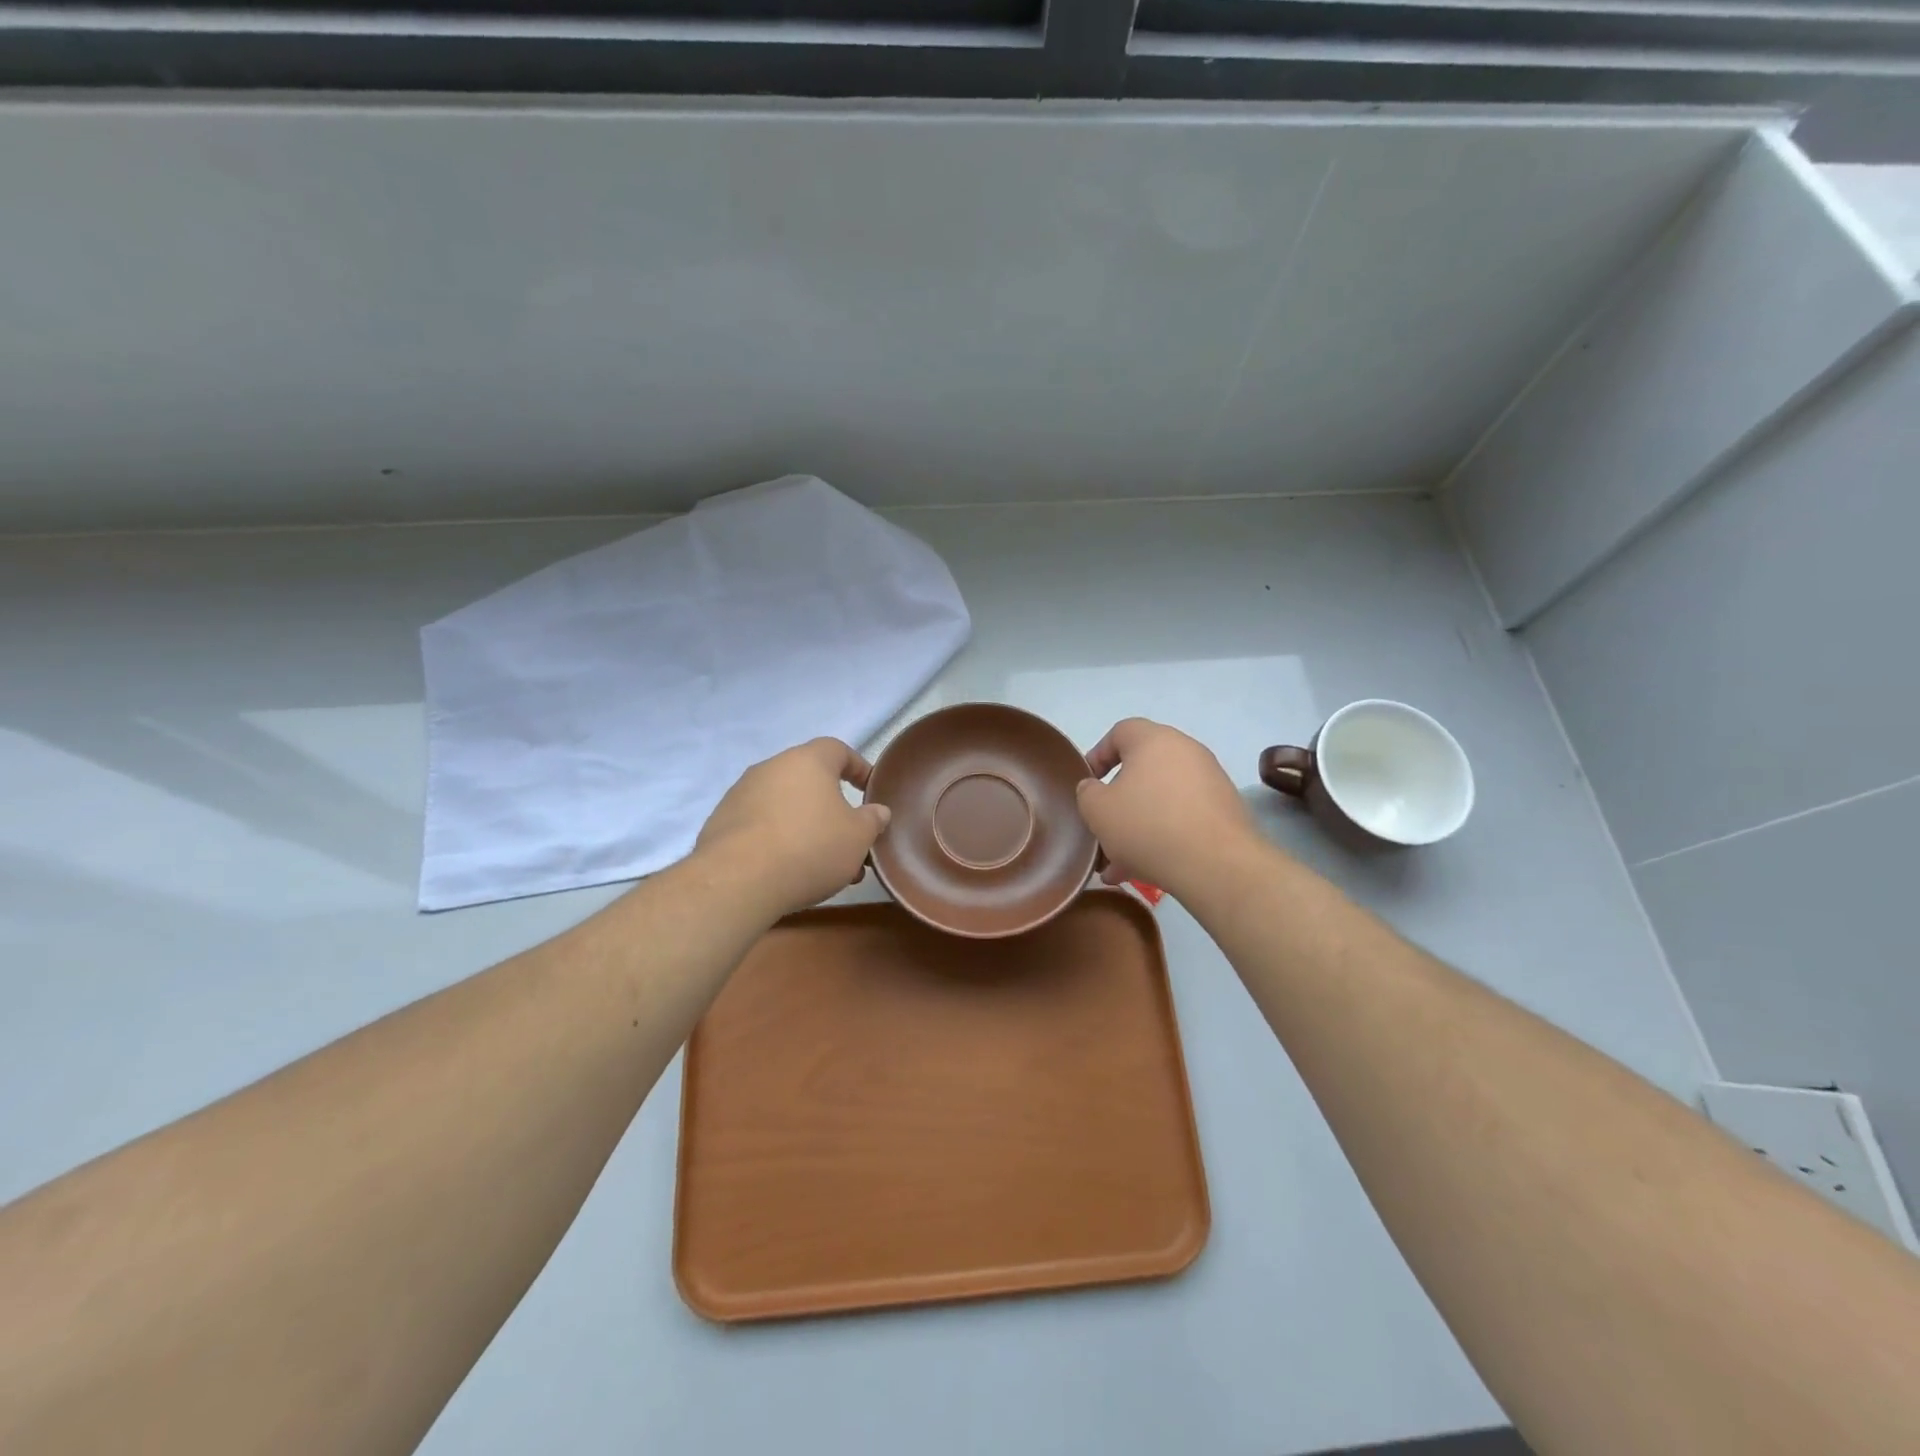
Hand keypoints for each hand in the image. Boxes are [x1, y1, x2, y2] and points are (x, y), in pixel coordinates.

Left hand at [694, 737, 891, 919]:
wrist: (737, 881)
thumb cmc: (810, 847)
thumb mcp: (858, 837)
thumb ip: (872, 820)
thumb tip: (878, 811)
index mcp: (807, 761)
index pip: (838, 750)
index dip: (858, 768)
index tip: (870, 790)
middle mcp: (771, 767)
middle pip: (809, 780)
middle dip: (832, 807)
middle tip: (849, 837)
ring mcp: (741, 794)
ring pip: (785, 805)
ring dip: (806, 827)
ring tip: (822, 864)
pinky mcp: (721, 822)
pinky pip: (760, 825)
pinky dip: (778, 839)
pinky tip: (788, 870)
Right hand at [1075, 718, 1260, 901]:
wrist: (1216, 865)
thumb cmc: (1147, 826)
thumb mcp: (1098, 810)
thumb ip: (1088, 793)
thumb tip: (1095, 788)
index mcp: (1154, 740)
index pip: (1120, 732)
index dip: (1098, 755)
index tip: (1088, 784)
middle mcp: (1186, 751)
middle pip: (1142, 770)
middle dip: (1118, 801)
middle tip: (1103, 827)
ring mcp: (1210, 781)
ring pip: (1161, 799)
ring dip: (1138, 826)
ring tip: (1119, 863)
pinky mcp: (1224, 811)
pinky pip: (1183, 817)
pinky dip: (1163, 835)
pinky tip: (1146, 869)